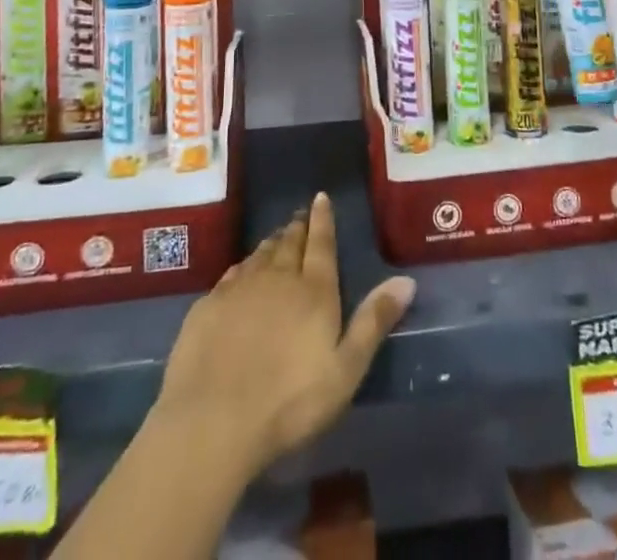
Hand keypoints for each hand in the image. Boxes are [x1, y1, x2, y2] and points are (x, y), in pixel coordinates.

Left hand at [150, 193, 415, 477]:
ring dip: (271, 243)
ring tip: (277, 238)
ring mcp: (240, 287)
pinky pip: (232, 273)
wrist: (213, 419)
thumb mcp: (345, 370)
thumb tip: (406, 280)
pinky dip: (243, 266)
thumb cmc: (290, 402)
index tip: (320, 197)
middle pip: (289, 243)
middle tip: (300, 217)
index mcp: (314, 290)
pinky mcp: (210, 303)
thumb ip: (373, 322)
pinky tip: (242, 272)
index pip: (321, 243)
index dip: (322, 218)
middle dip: (297, 228)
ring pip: (260, 254)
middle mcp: (277, 277)